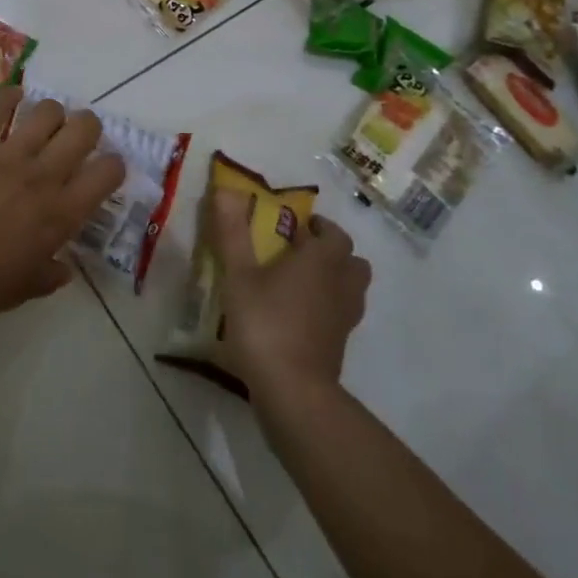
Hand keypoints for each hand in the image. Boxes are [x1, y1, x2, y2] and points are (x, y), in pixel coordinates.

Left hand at [0, 88, 125, 322]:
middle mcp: (43, 176)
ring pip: (47, 111)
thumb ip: (47, 277)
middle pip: (84, 129)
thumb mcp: (20, 291)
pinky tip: (13, 98)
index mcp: (61, 214)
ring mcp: (8, 154)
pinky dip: (9, 98)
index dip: (114, 165)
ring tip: (45, 123)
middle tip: (78, 138)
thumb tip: (63, 269)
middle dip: (88, 127)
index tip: (105, 170)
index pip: (107, 173)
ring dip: (52, 112)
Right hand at [203, 189, 370, 397]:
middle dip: (331, 252)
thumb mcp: (238, 275)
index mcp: (321, 261)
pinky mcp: (340, 344)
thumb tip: (226, 188)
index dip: (318, 227)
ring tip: (300, 282)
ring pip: (352, 288)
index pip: (334, 234)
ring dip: (334, 279)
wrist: (291, 389)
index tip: (294, 226)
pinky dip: (328, 307)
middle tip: (299, 252)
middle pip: (352, 261)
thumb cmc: (264, 323)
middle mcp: (341, 285)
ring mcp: (345, 318)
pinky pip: (342, 314)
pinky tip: (299, 314)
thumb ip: (232, 232)